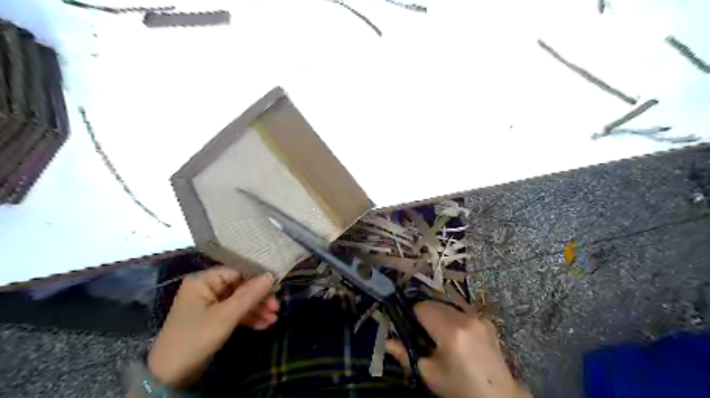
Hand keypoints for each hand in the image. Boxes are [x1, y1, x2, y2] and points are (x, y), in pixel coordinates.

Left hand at [148, 266, 277, 390]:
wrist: (169, 376)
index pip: (238, 272)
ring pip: (239, 301)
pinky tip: (264, 324)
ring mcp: (209, 303)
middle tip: (277, 308)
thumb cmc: (196, 338)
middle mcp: (206, 287)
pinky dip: (248, 318)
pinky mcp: (212, 318)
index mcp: (204, 280)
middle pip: (240, 287)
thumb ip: (250, 294)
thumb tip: (272, 274)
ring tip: (274, 319)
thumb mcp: (226, 315)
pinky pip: (234, 312)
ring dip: (257, 310)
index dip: (258, 279)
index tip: (276, 288)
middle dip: (259, 299)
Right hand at [386, 302, 529, 397]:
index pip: (422, 307)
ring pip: (448, 306)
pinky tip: (457, 336)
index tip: (409, 327)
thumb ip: (405, 354)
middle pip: (435, 303)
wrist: (497, 397)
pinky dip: (454, 319)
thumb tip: (386, 341)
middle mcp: (466, 318)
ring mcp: (478, 317)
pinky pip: (462, 312)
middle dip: (426, 315)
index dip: (412, 315)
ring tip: (440, 336)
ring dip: (440, 316)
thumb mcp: (429, 374)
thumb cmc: (460, 388)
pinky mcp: (486, 320)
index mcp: (451, 331)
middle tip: (423, 334)